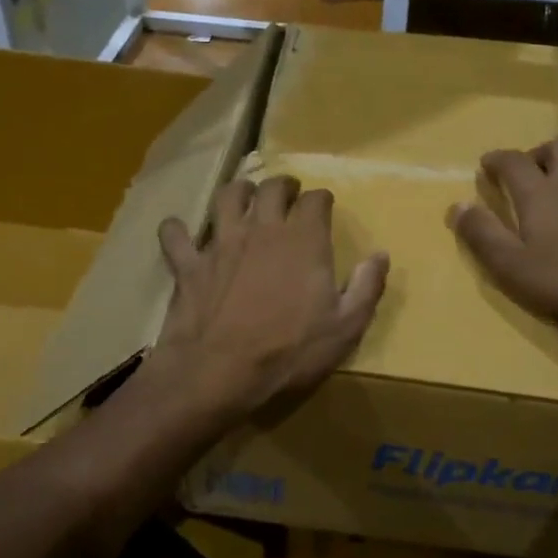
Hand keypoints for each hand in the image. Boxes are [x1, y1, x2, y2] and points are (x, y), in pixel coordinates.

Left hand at [143, 175, 388, 426]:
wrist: (219, 371)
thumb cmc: (289, 352)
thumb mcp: (345, 327)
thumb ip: (366, 287)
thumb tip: (381, 255)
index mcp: (303, 240)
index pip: (316, 200)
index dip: (322, 200)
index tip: (324, 206)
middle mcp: (262, 229)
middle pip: (272, 188)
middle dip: (283, 186)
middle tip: (288, 194)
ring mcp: (221, 243)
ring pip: (227, 198)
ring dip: (238, 192)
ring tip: (244, 197)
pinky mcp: (188, 264)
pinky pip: (176, 236)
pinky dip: (176, 231)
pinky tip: (179, 232)